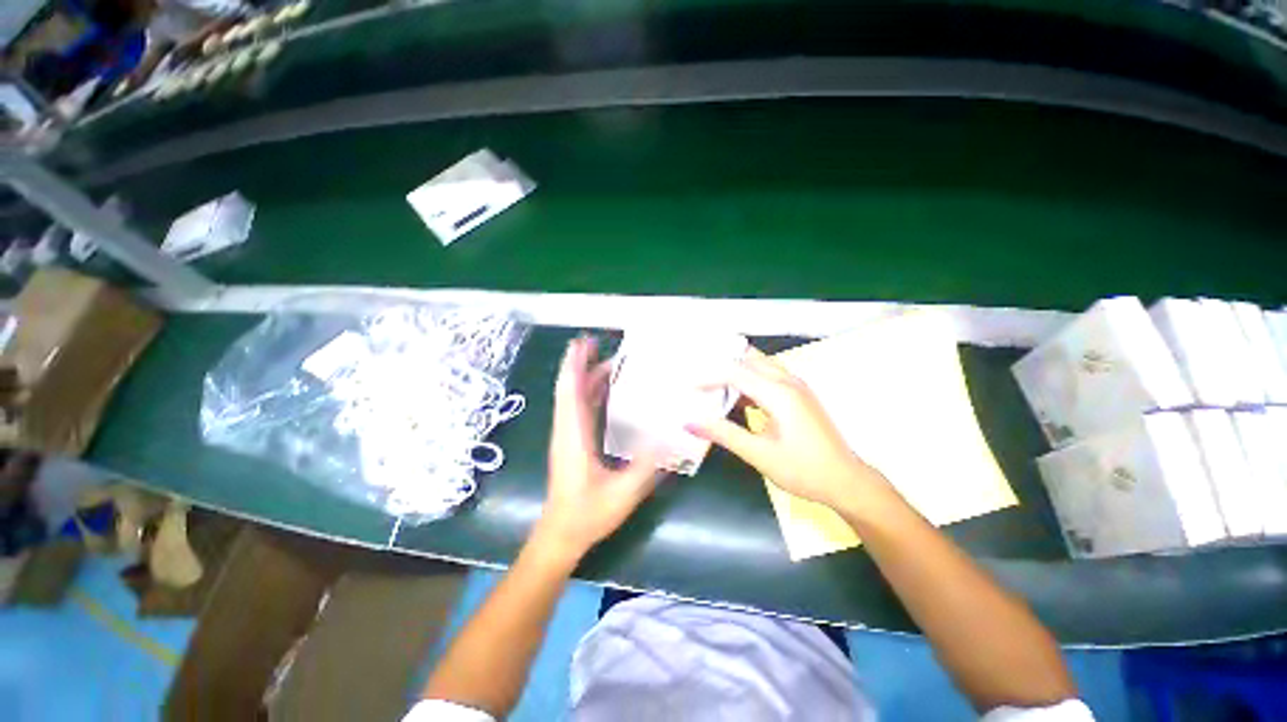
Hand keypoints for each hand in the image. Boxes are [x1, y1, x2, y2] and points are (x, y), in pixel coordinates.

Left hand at [534, 336, 662, 560]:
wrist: (561, 535)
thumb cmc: (588, 514)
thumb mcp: (623, 492)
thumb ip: (646, 465)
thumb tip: (670, 436)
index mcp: (573, 436)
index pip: (570, 392)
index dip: (574, 365)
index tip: (581, 343)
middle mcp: (567, 430)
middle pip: (570, 388)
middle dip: (581, 363)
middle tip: (598, 342)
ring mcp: (568, 435)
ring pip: (573, 397)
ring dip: (586, 375)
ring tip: (607, 359)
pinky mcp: (572, 442)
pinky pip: (579, 408)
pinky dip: (589, 392)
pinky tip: (606, 388)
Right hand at [689, 347, 888, 510]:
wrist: (846, 482)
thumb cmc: (803, 470)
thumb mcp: (759, 455)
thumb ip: (723, 434)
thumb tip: (690, 422)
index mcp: (779, 394)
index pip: (736, 372)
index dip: (709, 377)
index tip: (689, 387)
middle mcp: (789, 382)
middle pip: (749, 359)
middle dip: (722, 363)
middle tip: (699, 372)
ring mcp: (797, 387)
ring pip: (761, 364)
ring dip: (737, 369)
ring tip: (713, 381)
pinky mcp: (799, 395)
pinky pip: (769, 375)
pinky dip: (749, 379)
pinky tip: (737, 397)